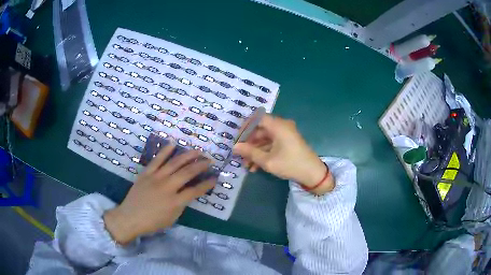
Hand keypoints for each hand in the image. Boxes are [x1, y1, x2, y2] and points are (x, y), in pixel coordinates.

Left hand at [104, 144, 215, 244]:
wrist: (130, 217)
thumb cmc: (152, 222)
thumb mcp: (172, 218)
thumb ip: (181, 205)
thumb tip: (188, 193)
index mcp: (175, 202)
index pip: (196, 190)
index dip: (207, 184)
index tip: (215, 178)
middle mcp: (168, 187)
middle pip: (187, 172)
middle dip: (201, 165)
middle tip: (210, 160)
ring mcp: (156, 178)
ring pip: (174, 163)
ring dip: (188, 155)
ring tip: (197, 151)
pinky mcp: (146, 173)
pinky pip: (157, 160)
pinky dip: (165, 151)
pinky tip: (173, 145)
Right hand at [233, 114, 333, 194]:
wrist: (313, 173)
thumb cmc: (290, 164)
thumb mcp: (267, 161)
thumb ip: (250, 152)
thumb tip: (235, 147)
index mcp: (278, 126)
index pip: (257, 118)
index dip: (245, 127)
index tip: (237, 140)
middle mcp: (282, 126)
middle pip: (260, 130)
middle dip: (249, 143)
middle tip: (240, 155)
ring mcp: (285, 134)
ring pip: (265, 139)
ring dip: (255, 151)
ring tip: (246, 165)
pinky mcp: (288, 142)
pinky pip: (272, 144)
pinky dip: (264, 153)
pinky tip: (256, 167)